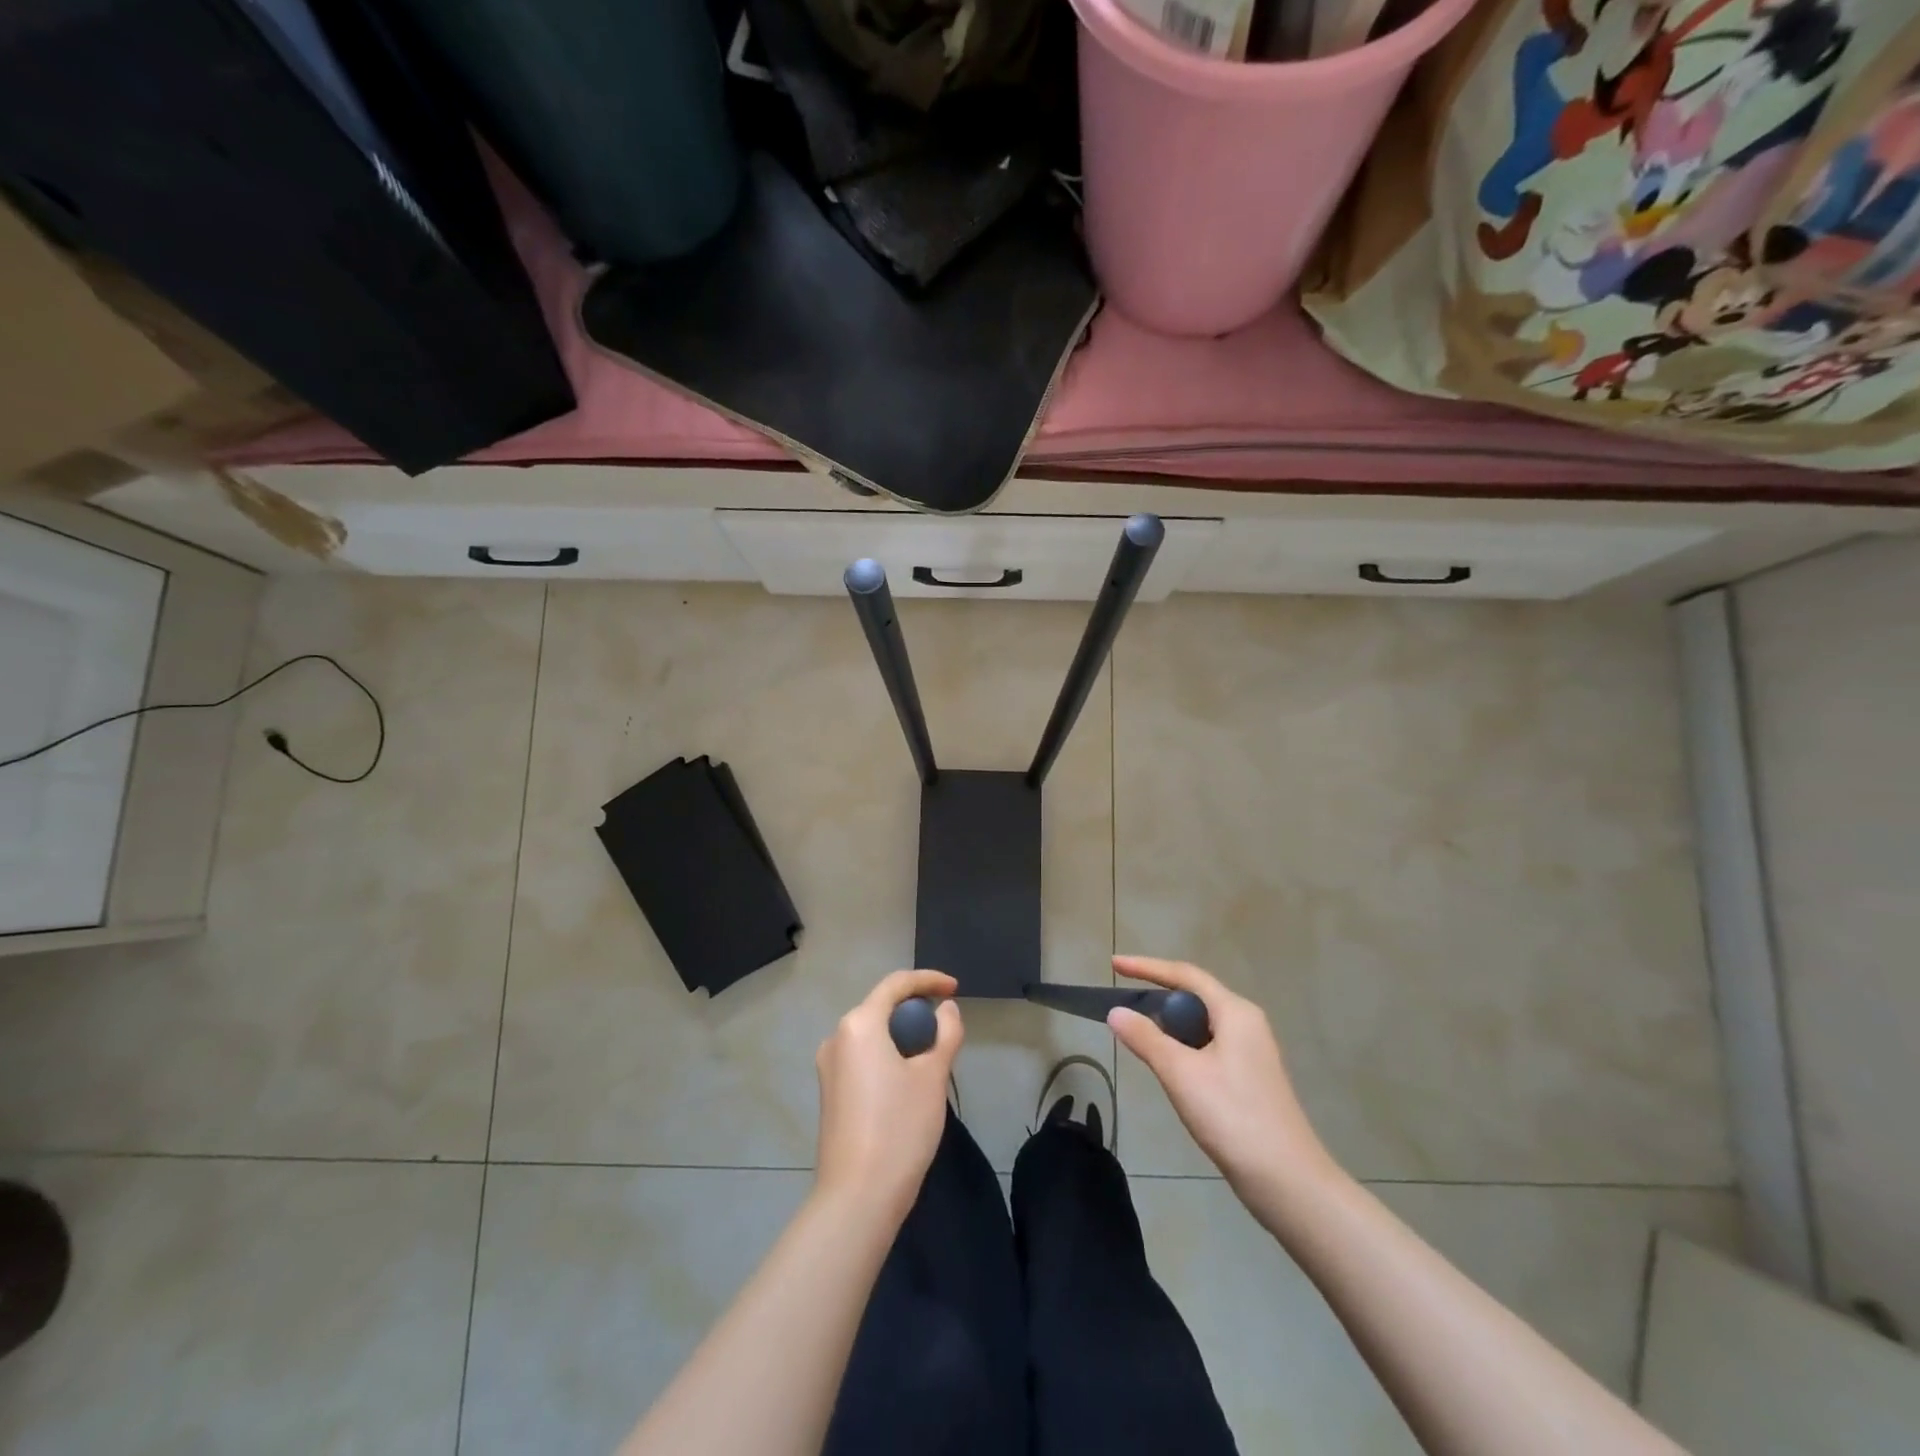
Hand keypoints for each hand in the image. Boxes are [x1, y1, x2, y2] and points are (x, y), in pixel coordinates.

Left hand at [814, 970, 962, 1221]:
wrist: (857, 1198)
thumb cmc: (899, 1128)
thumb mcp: (933, 1076)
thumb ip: (946, 1033)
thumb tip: (947, 1009)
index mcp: (859, 1024)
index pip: (896, 984)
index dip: (929, 980)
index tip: (955, 989)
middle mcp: (837, 1037)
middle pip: (881, 1007)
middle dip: (916, 1010)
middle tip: (946, 1028)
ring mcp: (829, 1067)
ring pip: (872, 1034)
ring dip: (902, 1035)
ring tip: (932, 1056)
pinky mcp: (830, 1092)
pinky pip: (863, 1057)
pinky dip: (888, 1055)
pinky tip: (908, 1080)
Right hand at [1109, 955, 1338, 1201]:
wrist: (1287, 1181)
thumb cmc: (1233, 1117)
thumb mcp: (1181, 1074)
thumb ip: (1145, 1039)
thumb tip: (1115, 1012)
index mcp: (1235, 1012)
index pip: (1185, 975)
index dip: (1147, 967)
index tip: (1114, 965)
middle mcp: (1247, 1023)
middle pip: (1194, 996)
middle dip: (1158, 995)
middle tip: (1123, 1002)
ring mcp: (1251, 1052)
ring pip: (1201, 1024)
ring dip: (1169, 1024)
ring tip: (1138, 1032)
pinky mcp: (1249, 1078)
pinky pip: (1208, 1046)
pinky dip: (1183, 1046)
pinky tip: (1167, 1065)